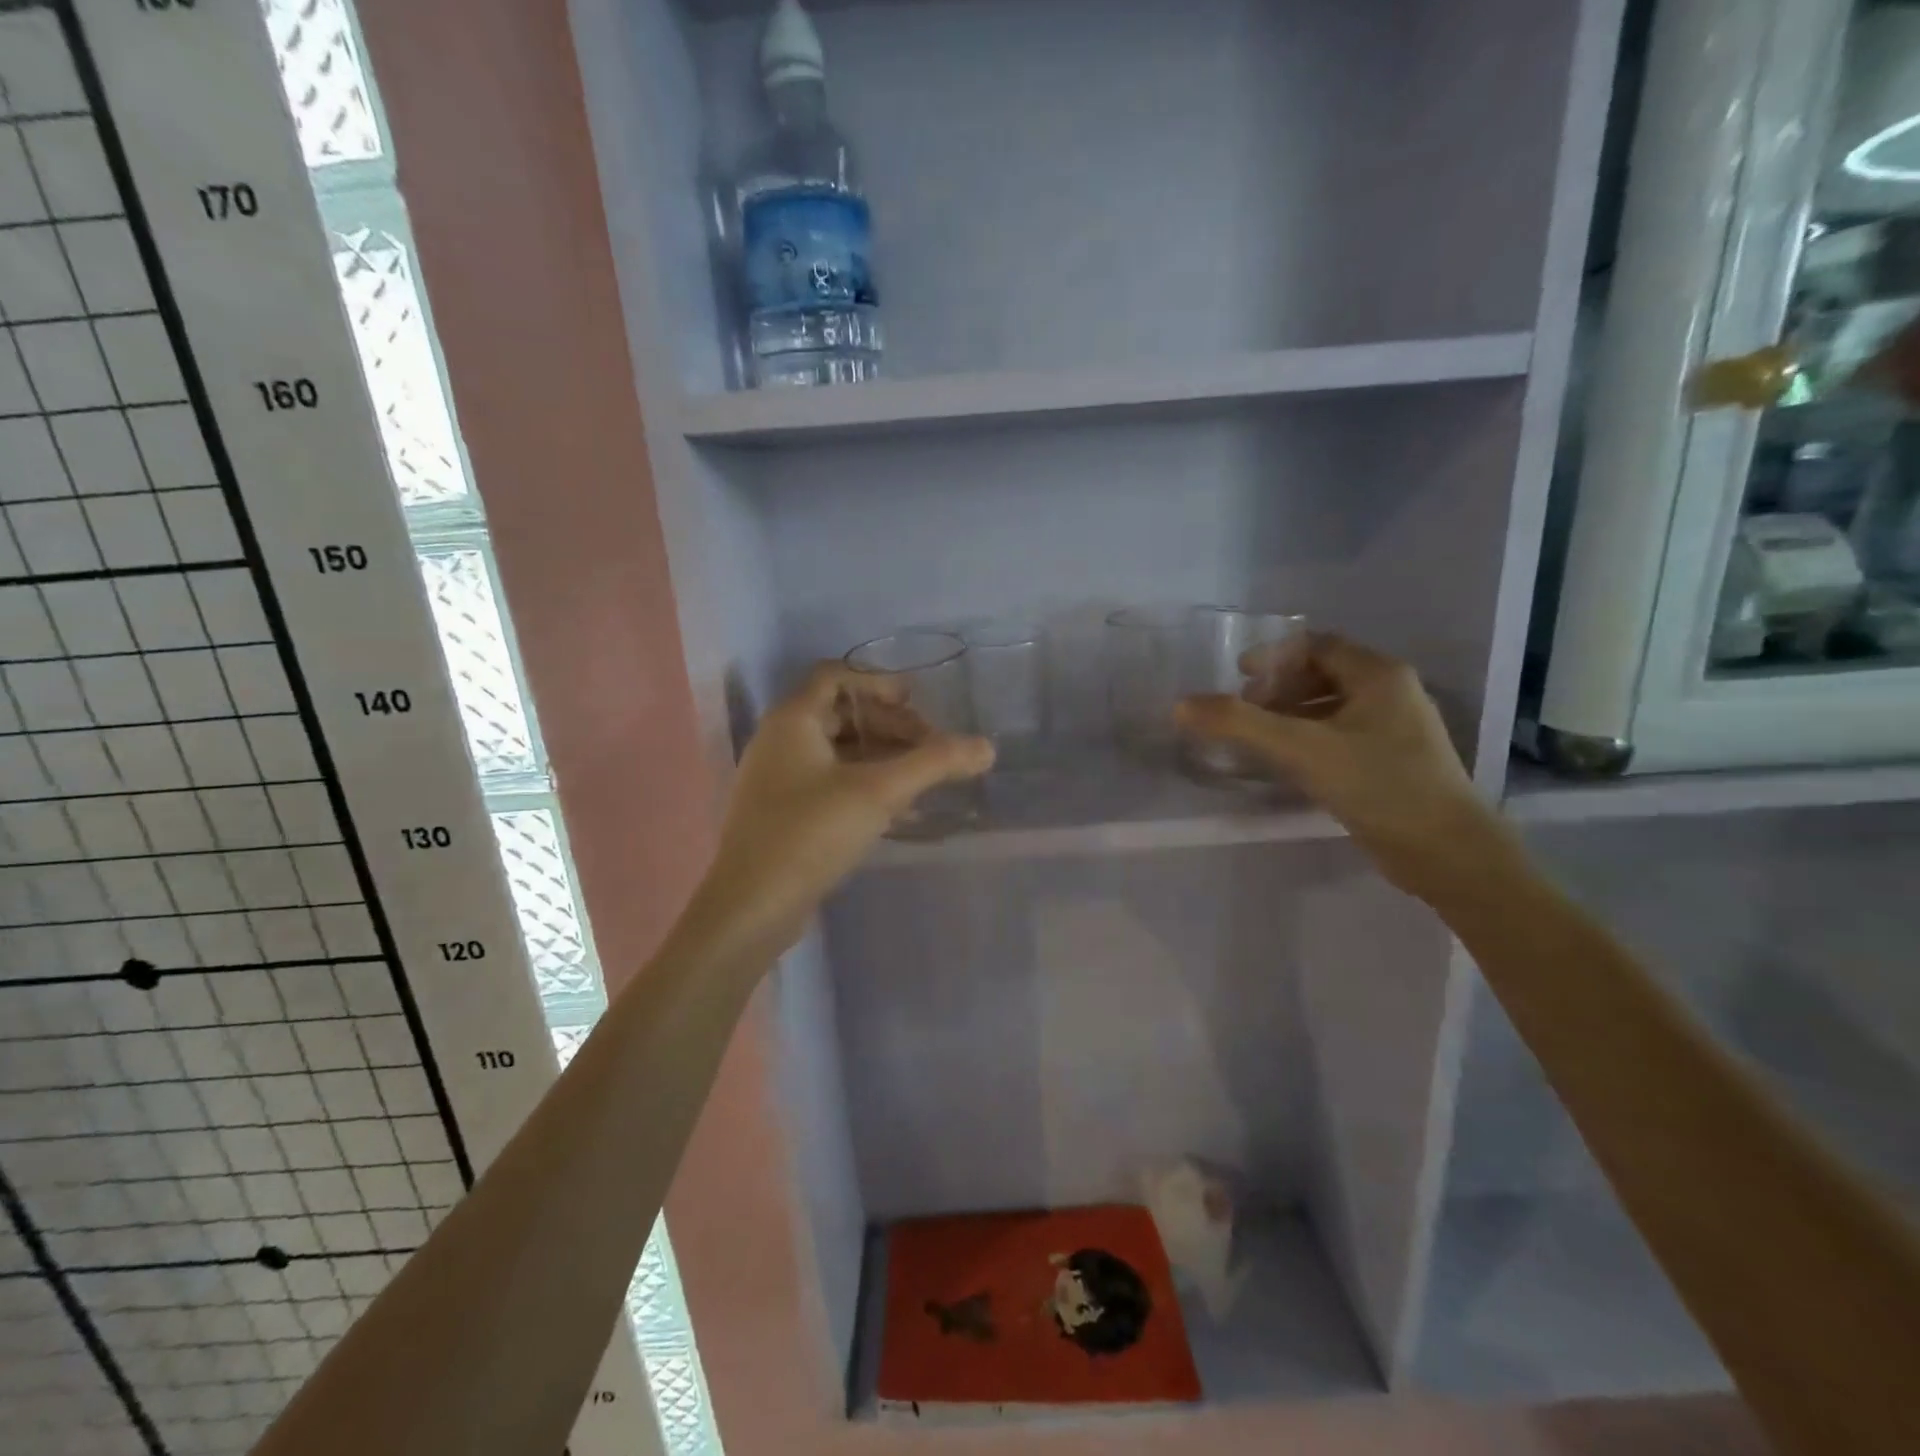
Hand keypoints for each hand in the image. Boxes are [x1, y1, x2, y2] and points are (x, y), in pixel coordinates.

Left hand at [686, 664, 993, 958]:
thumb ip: (934, 764)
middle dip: (889, 725)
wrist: (752, 907)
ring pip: (837, 750)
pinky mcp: (782, 813)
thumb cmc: (810, 834)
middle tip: (929, 749)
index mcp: (792, 720)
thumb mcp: (879, 792)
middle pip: (840, 713)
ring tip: (920, 779)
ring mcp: (777, 779)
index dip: (878, 683)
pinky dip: (863, 783)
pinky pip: (829, 781)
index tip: (917, 704)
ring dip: (880, 756)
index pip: (836, 676)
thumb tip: (987, 747)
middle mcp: (779, 741)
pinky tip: (895, 808)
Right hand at [1176, 634, 1512, 900]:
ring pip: (1333, 708)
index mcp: (1379, 675)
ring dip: (1292, 715)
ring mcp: (1397, 730)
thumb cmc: (1379, 785)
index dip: (1275, 656)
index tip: (1239, 676)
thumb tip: (1180, 706)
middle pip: (1325, 674)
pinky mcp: (1393, 763)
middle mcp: (1392, 694)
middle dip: (1280, 687)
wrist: (1447, 852)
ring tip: (1259, 738)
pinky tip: (1289, 764)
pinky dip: (1309, 739)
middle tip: (1246, 709)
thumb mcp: (1302, 749)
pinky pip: (1342, 736)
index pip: (1318, 646)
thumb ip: (1239, 724)